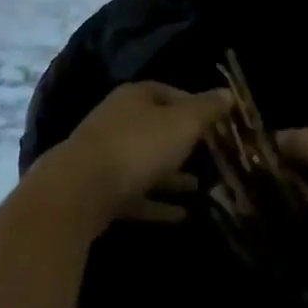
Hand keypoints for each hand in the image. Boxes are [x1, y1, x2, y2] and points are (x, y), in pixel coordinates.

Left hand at [39, 81, 230, 228]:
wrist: (80, 191)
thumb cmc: (139, 145)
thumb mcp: (183, 123)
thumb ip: (207, 109)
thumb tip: (228, 93)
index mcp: (135, 98)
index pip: (168, 92)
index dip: (193, 104)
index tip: (215, 121)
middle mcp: (117, 121)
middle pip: (155, 128)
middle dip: (182, 142)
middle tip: (211, 155)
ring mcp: (104, 157)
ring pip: (145, 163)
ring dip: (172, 175)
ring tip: (201, 187)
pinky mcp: (99, 192)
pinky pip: (136, 195)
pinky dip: (157, 203)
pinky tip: (182, 216)